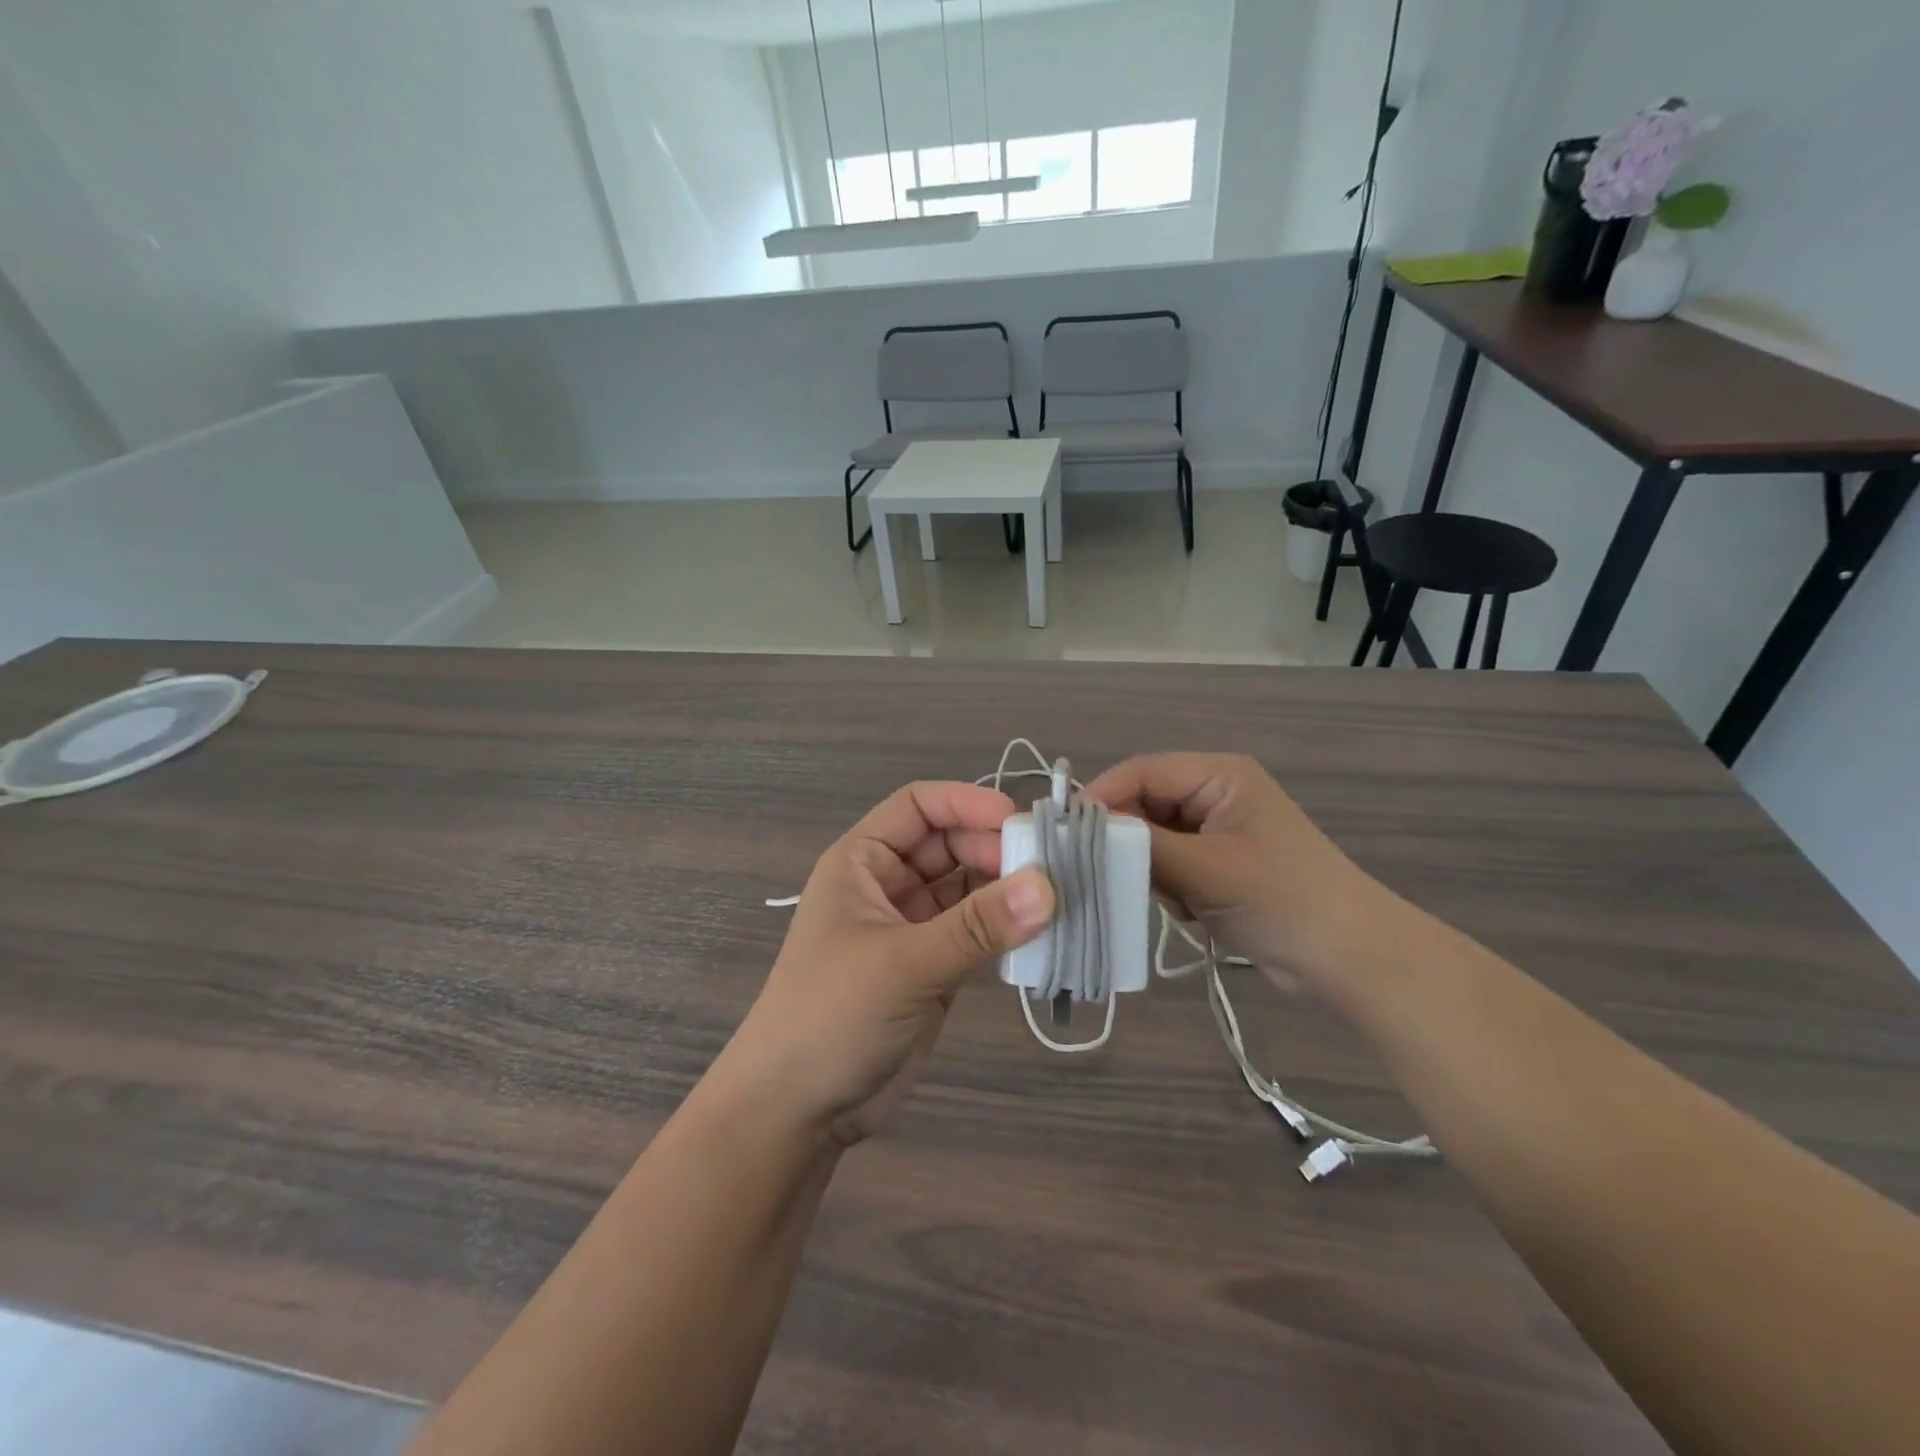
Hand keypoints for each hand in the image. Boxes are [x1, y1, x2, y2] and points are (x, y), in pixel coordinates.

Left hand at [726, 782, 1054, 1147]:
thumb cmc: (832, 1015)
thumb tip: (1049, 885)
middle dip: (997, 849)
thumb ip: (977, 925)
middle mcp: (888, 884)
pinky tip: (1044, 933)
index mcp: (862, 862)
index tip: (1019, 820)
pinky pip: (977, 931)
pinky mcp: (934, 966)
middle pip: (951, 844)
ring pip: (969, 888)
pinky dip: (1007, 929)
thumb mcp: (904, 963)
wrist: (798, 1110)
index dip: (967, 802)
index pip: (919, 806)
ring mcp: (912, 927)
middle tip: (1053, 867)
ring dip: (1009, 889)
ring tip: (1062, 896)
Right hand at [1082, 753, 1387, 987]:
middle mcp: (1213, 794)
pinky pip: (1167, 863)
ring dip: (1148, 869)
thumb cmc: (1281, 900)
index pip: (1141, 772)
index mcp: (1218, 776)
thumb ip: (1141, 845)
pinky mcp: (1215, 864)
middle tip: (1104, 874)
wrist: (1348, 959)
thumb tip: (1082, 829)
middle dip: (1125, 840)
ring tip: (1169, 899)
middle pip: (1142, 804)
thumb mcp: (1206, 869)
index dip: (1101, 797)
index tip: (1065, 832)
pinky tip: (1188, 910)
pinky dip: (1165, 886)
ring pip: (1150, 838)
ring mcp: (1214, 831)